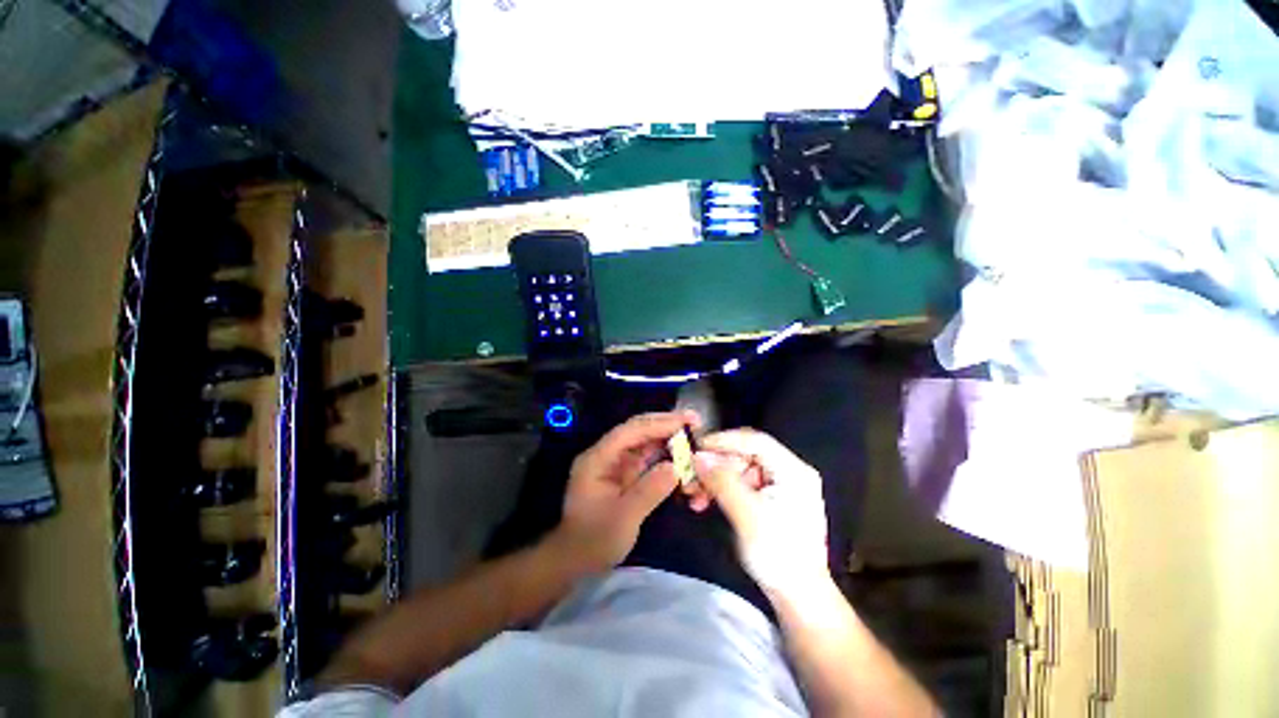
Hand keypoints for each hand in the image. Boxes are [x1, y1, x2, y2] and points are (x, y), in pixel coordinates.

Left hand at [550, 411, 699, 573]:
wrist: (576, 562)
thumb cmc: (594, 541)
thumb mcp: (623, 518)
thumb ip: (649, 490)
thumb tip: (677, 467)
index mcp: (598, 459)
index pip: (629, 431)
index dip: (658, 424)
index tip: (685, 422)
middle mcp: (606, 455)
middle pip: (638, 431)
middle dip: (665, 425)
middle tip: (694, 422)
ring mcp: (616, 464)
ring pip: (645, 443)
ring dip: (668, 440)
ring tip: (693, 437)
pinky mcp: (625, 475)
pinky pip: (648, 459)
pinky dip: (665, 457)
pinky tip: (682, 457)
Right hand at [691, 429, 831, 598]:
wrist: (799, 599)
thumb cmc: (779, 556)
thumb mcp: (748, 515)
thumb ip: (722, 481)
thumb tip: (697, 456)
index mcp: (793, 471)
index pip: (755, 440)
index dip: (724, 440)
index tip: (696, 448)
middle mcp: (788, 472)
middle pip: (745, 455)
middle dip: (715, 465)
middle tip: (690, 476)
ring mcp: (779, 486)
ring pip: (739, 469)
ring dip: (714, 479)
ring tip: (692, 494)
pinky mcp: (770, 499)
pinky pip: (740, 484)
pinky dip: (721, 490)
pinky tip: (704, 501)